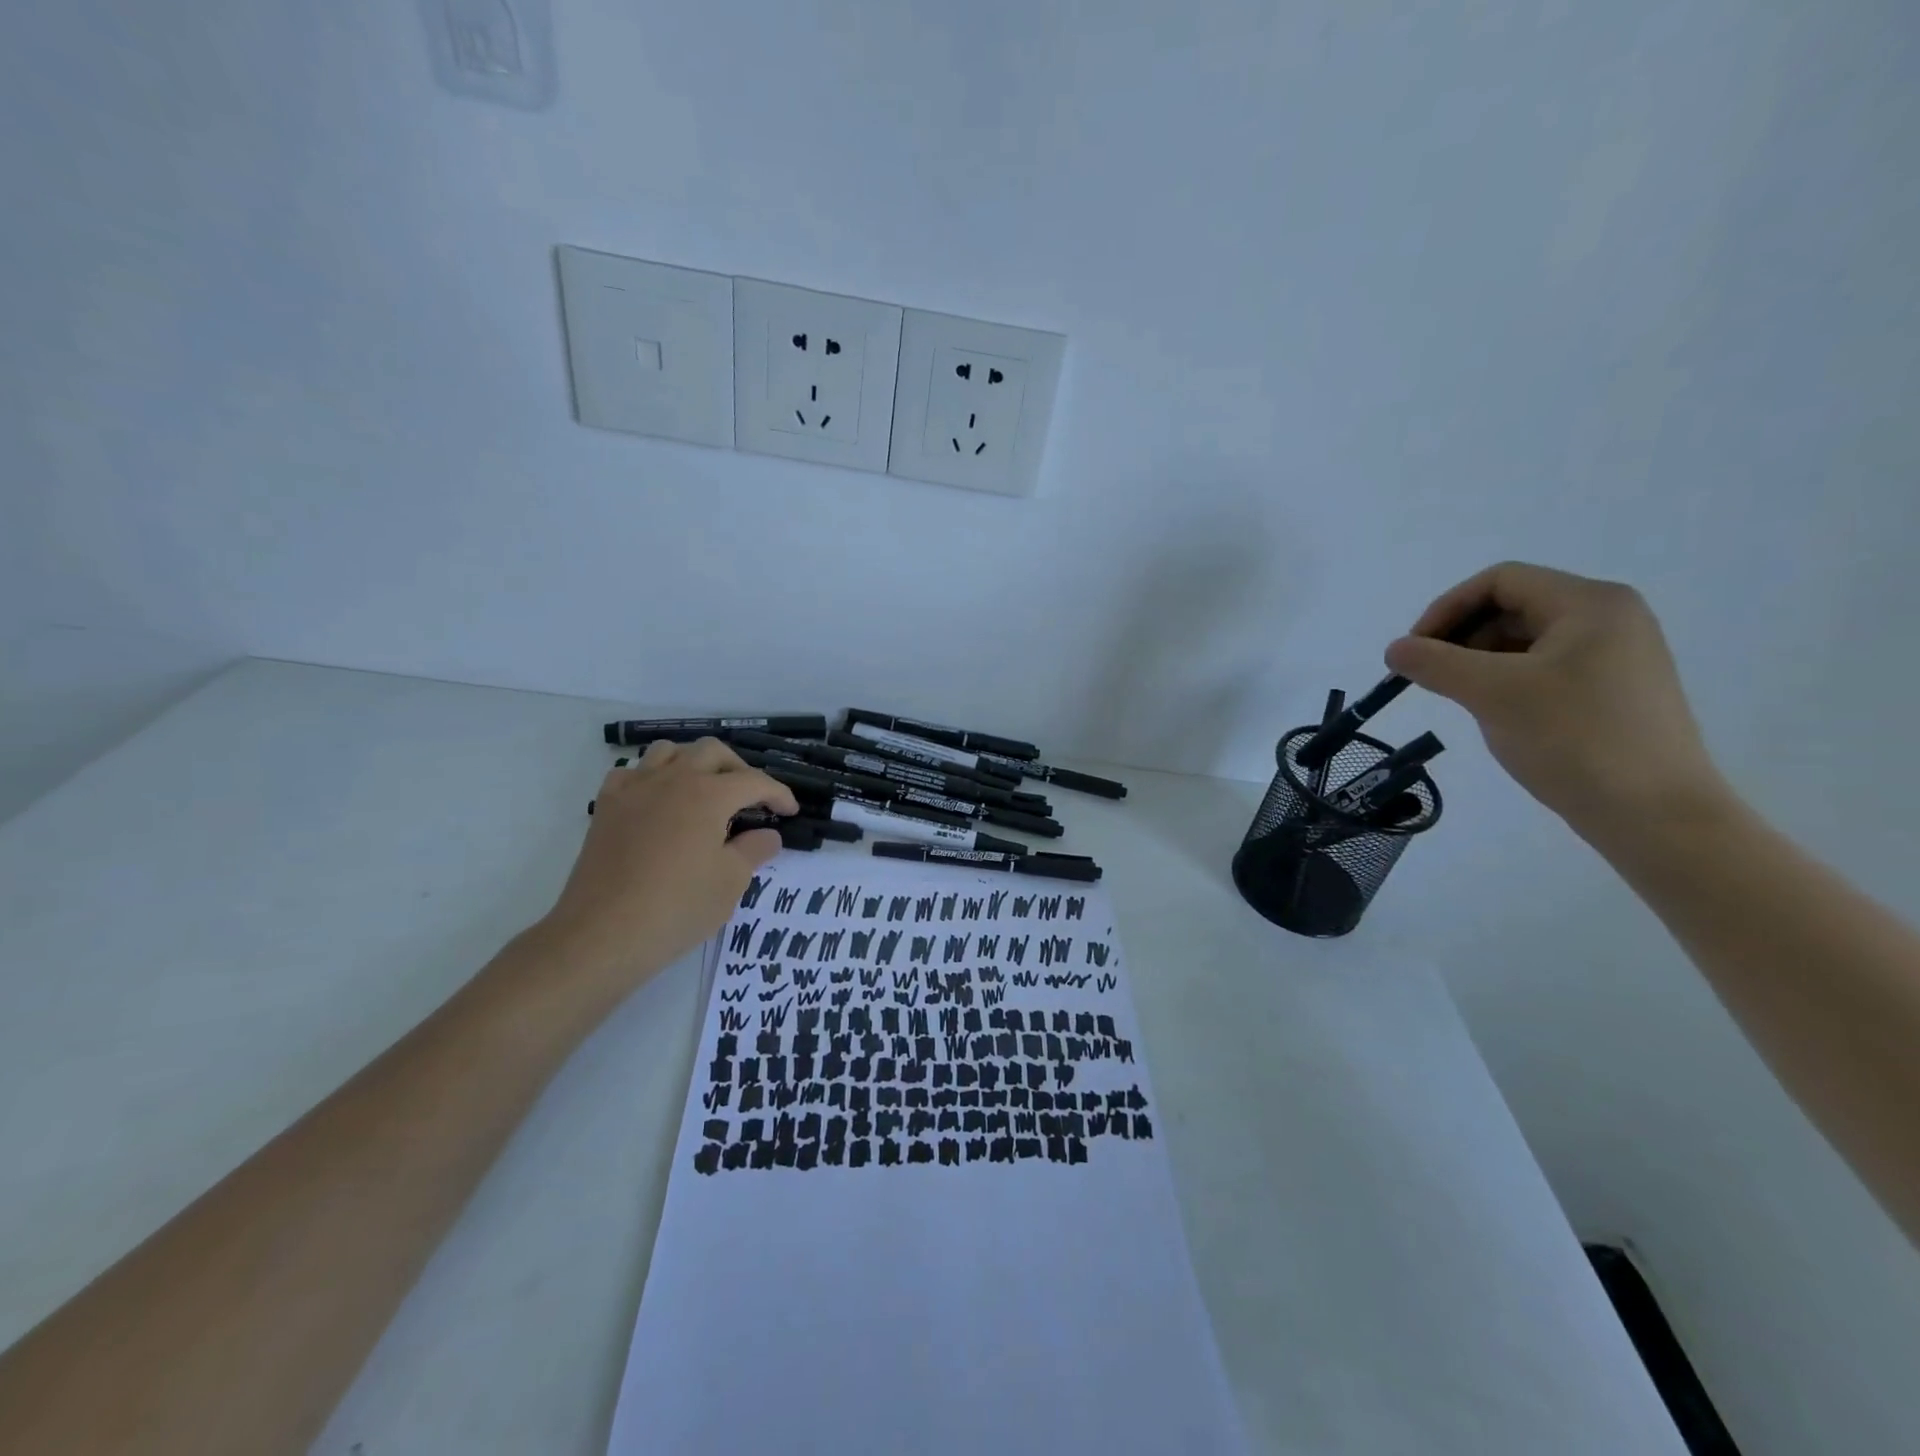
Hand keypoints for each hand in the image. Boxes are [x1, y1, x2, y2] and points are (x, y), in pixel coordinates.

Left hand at [534, 738, 797, 992]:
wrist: (603, 933)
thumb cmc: (677, 907)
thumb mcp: (730, 882)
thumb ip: (755, 849)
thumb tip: (768, 834)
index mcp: (708, 794)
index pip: (754, 781)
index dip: (778, 794)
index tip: (789, 812)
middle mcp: (672, 780)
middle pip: (712, 752)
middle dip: (738, 769)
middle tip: (750, 799)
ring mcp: (635, 789)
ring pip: (669, 752)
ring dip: (694, 763)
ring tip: (704, 791)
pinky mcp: (607, 807)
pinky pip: (632, 773)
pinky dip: (651, 778)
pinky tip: (658, 802)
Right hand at [1383, 563, 1730, 840]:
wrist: (1655, 814)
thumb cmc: (1574, 738)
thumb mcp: (1493, 693)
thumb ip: (1435, 663)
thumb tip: (1394, 649)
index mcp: (1590, 603)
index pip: (1499, 581)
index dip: (1446, 609)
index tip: (1414, 651)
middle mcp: (1610, 618)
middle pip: (1512, 606)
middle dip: (1461, 636)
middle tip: (1430, 677)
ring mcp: (1617, 655)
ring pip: (1525, 640)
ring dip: (1479, 660)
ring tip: (1458, 698)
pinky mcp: (1614, 690)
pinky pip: (1545, 667)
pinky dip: (1506, 680)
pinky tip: (1494, 712)